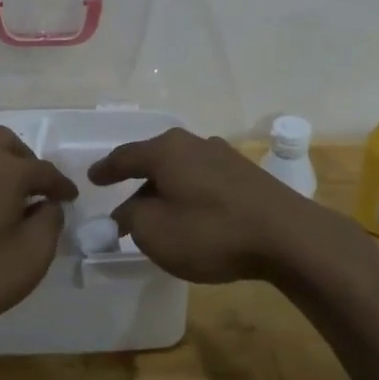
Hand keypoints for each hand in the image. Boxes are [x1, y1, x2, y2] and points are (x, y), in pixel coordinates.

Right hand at [87, 128, 367, 284]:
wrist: (286, 236)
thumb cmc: (211, 232)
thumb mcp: (155, 233)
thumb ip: (131, 219)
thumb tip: (127, 212)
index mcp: (165, 150)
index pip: (125, 156)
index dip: (106, 169)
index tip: (92, 178)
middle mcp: (193, 143)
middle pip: (155, 161)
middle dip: (137, 182)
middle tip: (124, 205)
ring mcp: (223, 156)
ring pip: (181, 170)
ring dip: (166, 190)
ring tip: (159, 214)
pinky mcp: (246, 174)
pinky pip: (203, 180)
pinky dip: (190, 194)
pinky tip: (193, 215)